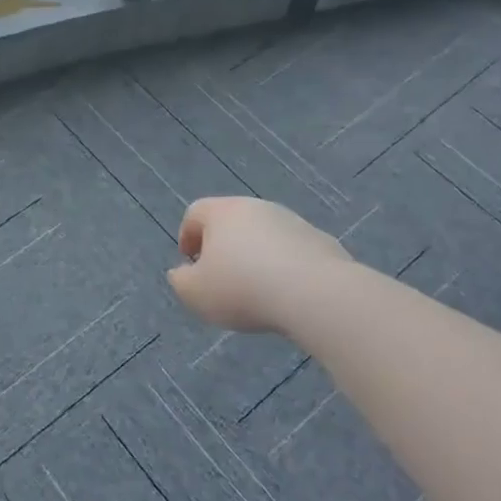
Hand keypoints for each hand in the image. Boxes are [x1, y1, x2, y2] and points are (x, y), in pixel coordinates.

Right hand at [168, 196, 349, 332]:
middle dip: (222, 246)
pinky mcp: (320, 240)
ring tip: (256, 290)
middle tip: (221, 277)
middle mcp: (256, 207)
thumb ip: (180, 281)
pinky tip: (286, 293)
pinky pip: (291, 251)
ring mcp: (291, 221)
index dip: (187, 237)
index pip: (195, 213)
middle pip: (230, 221)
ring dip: (254, 256)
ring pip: (263, 235)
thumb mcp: (195, 294)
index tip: (190, 264)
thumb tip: (182, 273)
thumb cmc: (243, 288)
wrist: (315, 294)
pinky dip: (284, 266)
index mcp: (222, 212)